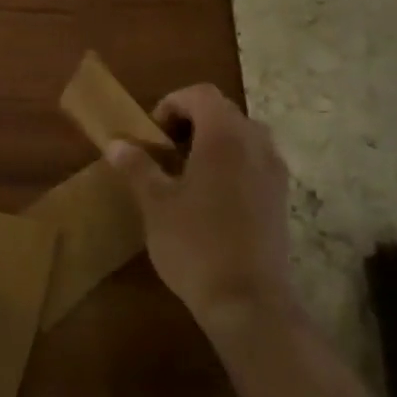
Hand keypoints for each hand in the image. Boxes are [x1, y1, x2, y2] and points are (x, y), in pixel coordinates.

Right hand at [104, 85, 293, 337]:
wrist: (248, 302)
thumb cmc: (195, 244)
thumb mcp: (155, 204)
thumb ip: (137, 167)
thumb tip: (116, 143)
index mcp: (224, 137)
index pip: (200, 95)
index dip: (172, 104)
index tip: (152, 134)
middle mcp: (256, 145)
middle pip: (224, 112)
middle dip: (192, 122)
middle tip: (165, 150)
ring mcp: (274, 173)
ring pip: (243, 136)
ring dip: (214, 142)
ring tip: (187, 172)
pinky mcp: (281, 199)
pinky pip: (255, 162)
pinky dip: (232, 163)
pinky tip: (211, 198)